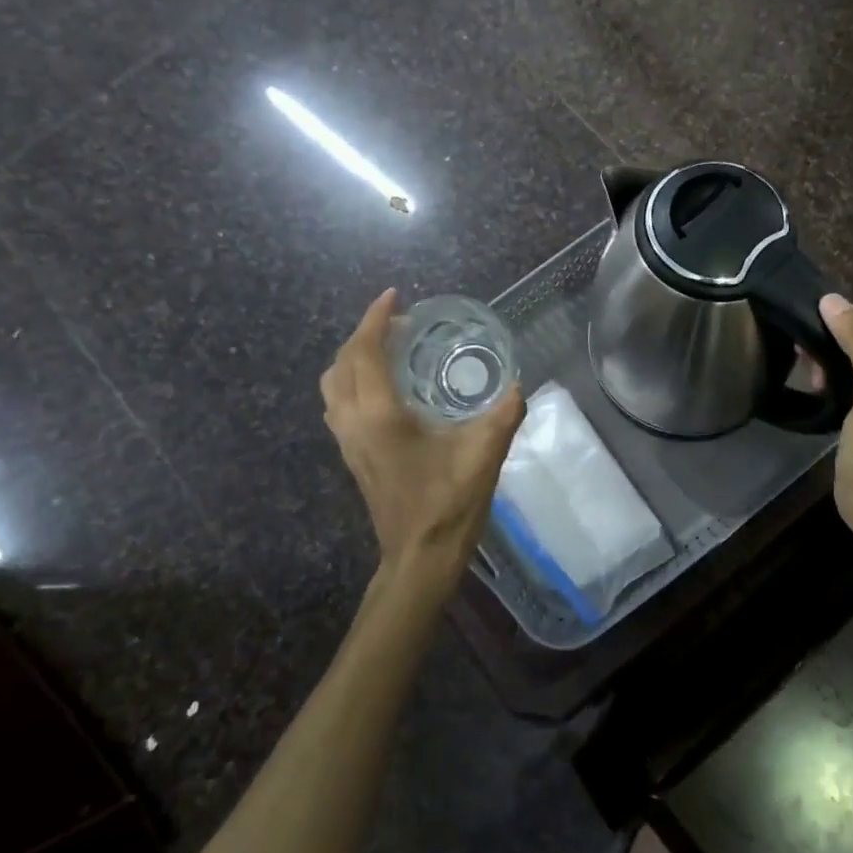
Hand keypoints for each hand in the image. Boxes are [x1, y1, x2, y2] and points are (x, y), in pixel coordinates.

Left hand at [321, 290, 525, 595]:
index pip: (365, 352)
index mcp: (380, 415)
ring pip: (334, 385)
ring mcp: (348, 441)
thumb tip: (518, 384)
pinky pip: (340, 404)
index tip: (394, 295)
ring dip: (354, 358)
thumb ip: (504, 413)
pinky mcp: (352, 456)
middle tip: (400, 322)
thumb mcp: (485, 453)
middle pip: (342, 363)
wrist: (420, 557)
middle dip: (364, 334)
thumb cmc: (449, 503)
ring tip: (389, 348)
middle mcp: (354, 422)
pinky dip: (354, 381)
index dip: (375, 318)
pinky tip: (386, 387)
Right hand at [820, 294, 852, 532]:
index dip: (837, 319)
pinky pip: (845, 373)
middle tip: (806, 361)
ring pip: (848, 351)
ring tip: (811, 378)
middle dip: (828, 338)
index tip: (807, 339)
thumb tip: (830, 299)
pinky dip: (828, 374)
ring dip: (825, 357)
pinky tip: (816, 388)